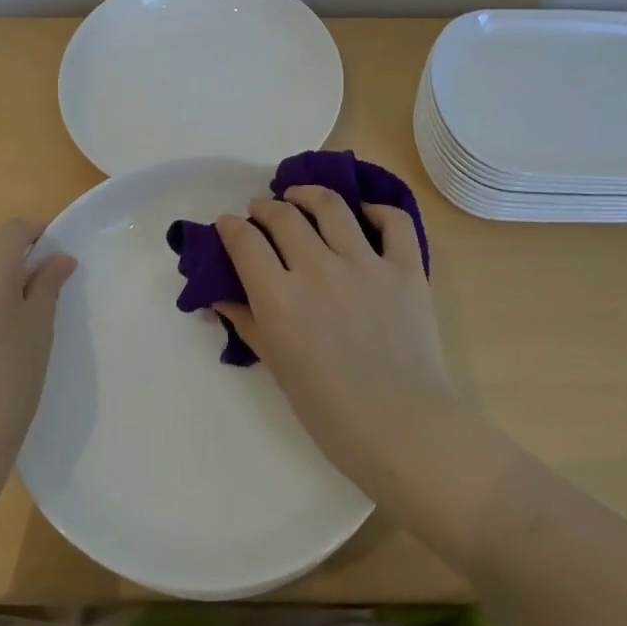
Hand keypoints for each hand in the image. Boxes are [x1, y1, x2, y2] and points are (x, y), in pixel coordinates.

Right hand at [214, 187, 466, 499]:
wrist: (405, 430)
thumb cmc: (331, 412)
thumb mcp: (278, 369)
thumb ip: (248, 324)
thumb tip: (220, 296)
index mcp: (280, 300)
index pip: (245, 242)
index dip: (230, 227)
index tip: (227, 225)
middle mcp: (318, 271)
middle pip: (284, 216)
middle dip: (264, 208)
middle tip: (261, 212)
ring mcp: (366, 265)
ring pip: (331, 207)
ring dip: (308, 195)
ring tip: (299, 196)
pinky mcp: (406, 268)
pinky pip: (393, 222)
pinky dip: (376, 210)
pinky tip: (363, 214)